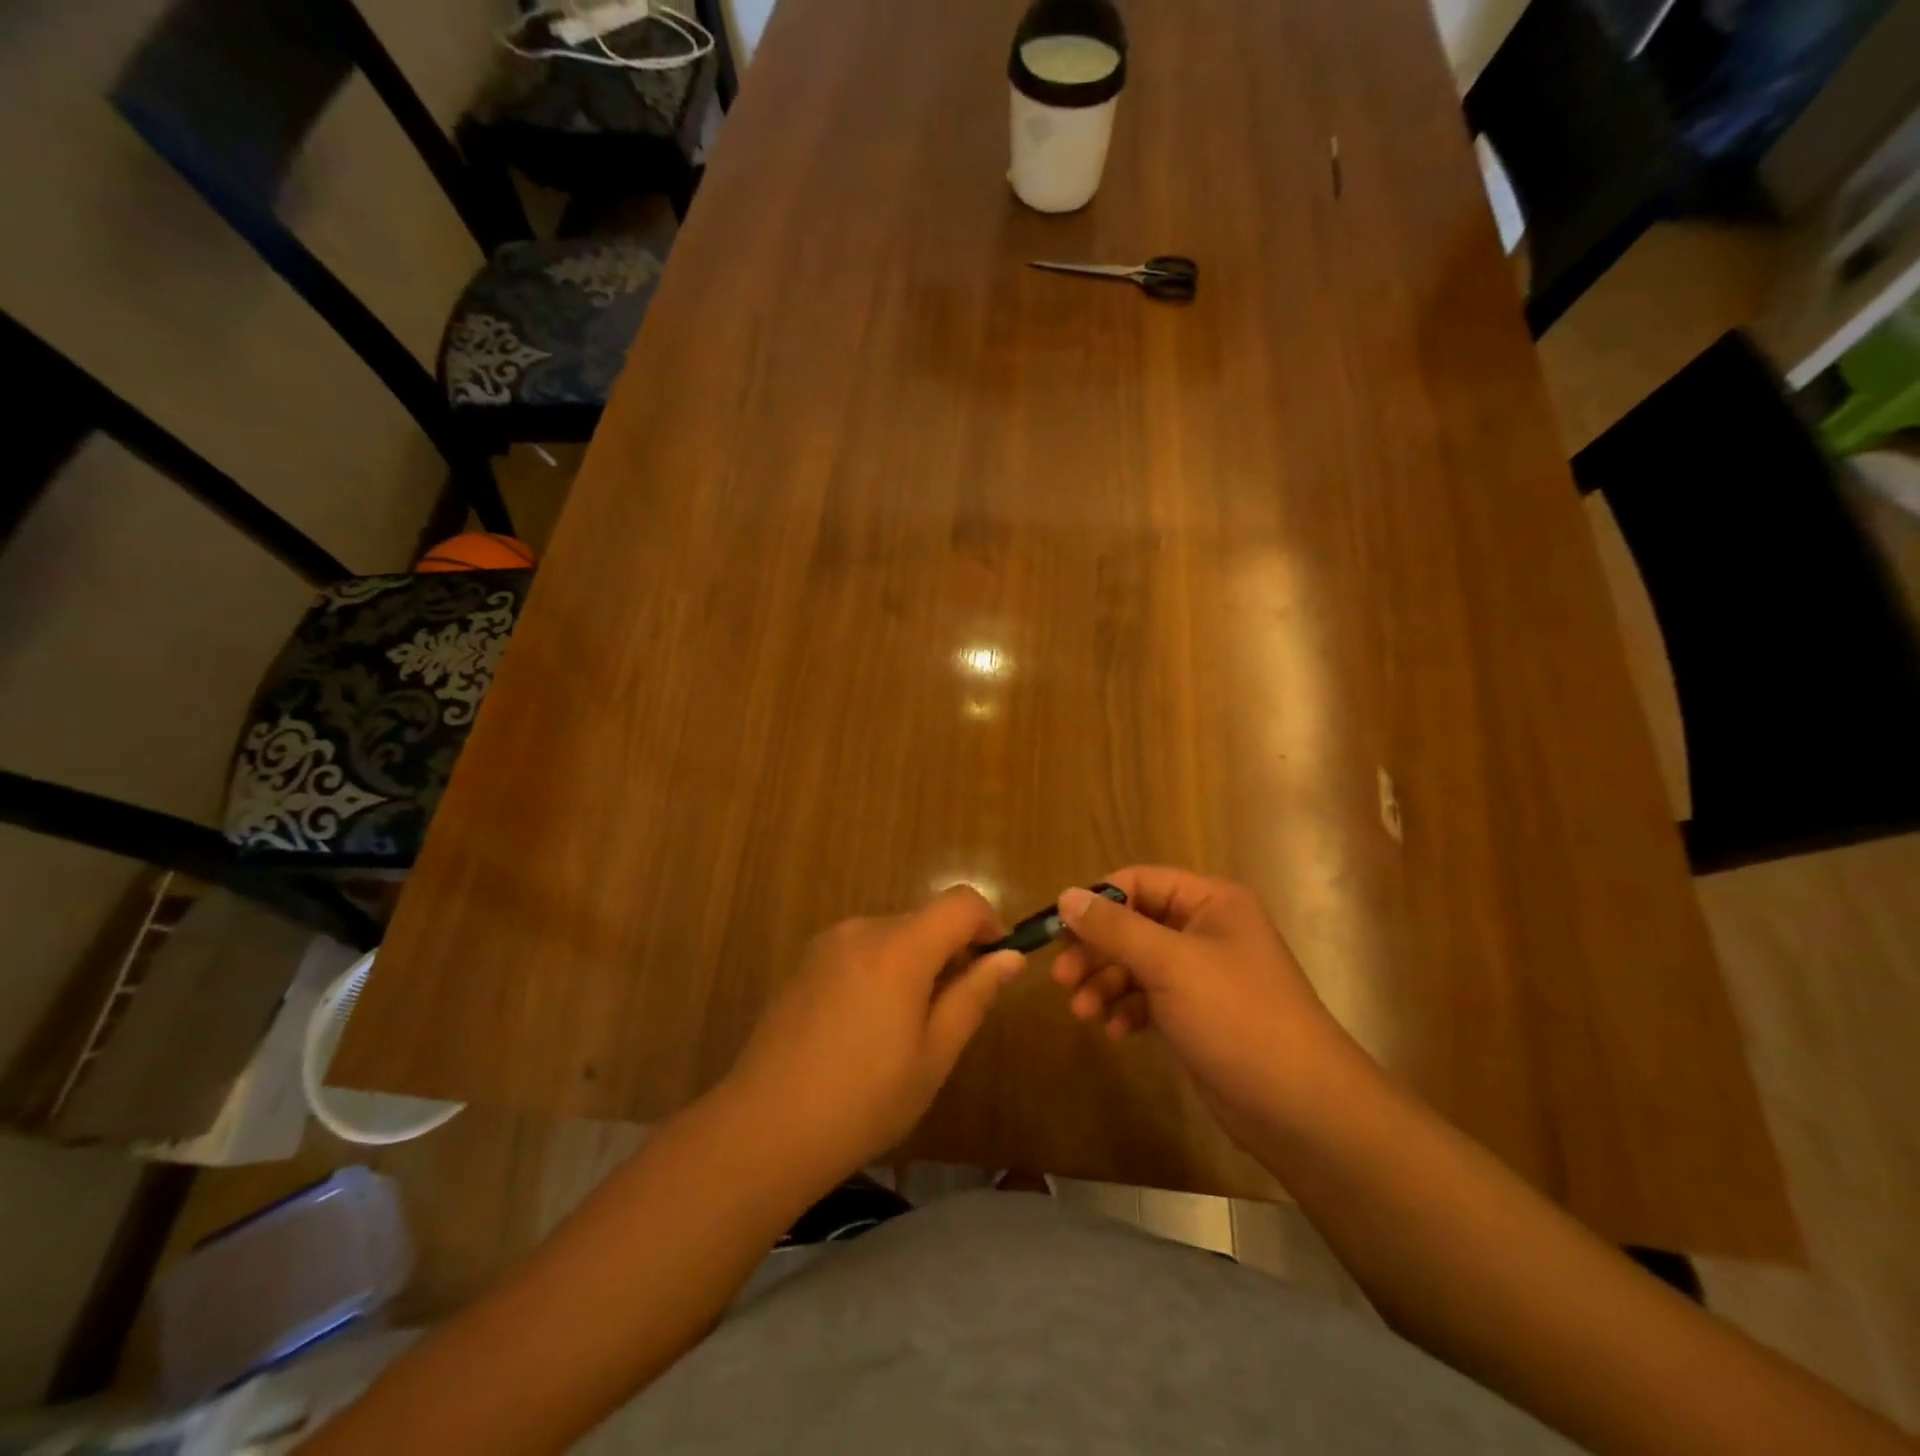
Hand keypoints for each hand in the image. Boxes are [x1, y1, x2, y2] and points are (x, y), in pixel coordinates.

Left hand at [724, 887, 1024, 1180]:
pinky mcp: (804, 963)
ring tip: (905, 1029)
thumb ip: (973, 995)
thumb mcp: (934, 1055)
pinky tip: (864, 1028)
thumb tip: (1010, 956)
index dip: (989, 924)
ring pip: (892, 935)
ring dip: (914, 963)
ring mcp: (827, 944)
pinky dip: (880, 970)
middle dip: (950, 952)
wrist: (764, 1129)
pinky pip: (860, 950)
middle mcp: (862, 929)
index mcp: (899, 947)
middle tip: (951, 1014)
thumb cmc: (863, 1100)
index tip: (993, 966)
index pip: (961, 902)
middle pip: (925, 919)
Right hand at [1053, 868, 1348, 1139]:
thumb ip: (1115, 928)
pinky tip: (1115, 1031)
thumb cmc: (1236, 1016)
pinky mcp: (1198, 1013)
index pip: (1140, 881)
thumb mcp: (1169, 964)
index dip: (1099, 901)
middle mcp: (1207, 930)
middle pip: (1134, 924)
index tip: (1060, 929)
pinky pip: (1150, 997)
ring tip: (1082, 1012)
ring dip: (1106, 984)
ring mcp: (1203, 974)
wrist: (1299, 1107)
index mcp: (1211, 902)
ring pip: (1138, 964)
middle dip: (1096, 950)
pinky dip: (1128, 1009)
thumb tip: (1066, 895)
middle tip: (1061, 978)